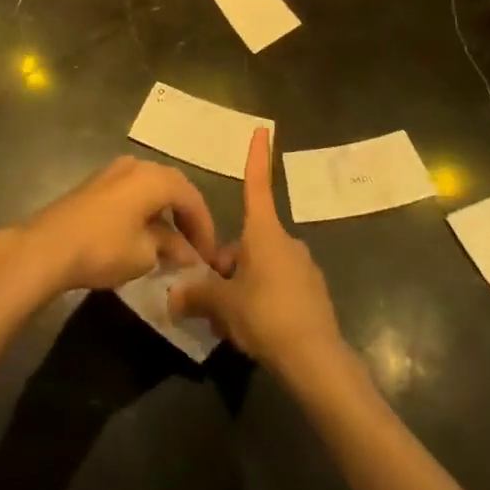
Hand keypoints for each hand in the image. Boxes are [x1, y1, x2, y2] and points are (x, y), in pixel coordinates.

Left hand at [8, 156, 220, 300]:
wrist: (48, 246)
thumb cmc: (104, 247)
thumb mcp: (145, 253)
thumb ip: (171, 248)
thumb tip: (187, 252)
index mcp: (154, 177)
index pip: (191, 197)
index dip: (205, 227)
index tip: (210, 256)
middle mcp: (136, 165)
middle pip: (172, 187)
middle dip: (187, 218)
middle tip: (196, 248)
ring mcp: (113, 172)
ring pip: (151, 189)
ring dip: (165, 215)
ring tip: (173, 245)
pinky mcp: (96, 185)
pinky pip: (132, 193)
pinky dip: (145, 212)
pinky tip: (145, 236)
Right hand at [170, 128, 344, 377]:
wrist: (316, 360)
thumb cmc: (265, 316)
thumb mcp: (222, 305)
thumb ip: (196, 295)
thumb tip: (173, 295)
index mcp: (264, 233)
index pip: (256, 186)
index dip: (257, 158)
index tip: (263, 129)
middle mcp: (286, 243)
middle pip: (247, 242)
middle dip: (226, 264)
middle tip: (209, 298)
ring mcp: (303, 269)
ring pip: (261, 268)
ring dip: (242, 285)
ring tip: (228, 323)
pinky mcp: (313, 295)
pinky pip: (278, 288)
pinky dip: (263, 301)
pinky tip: (255, 332)